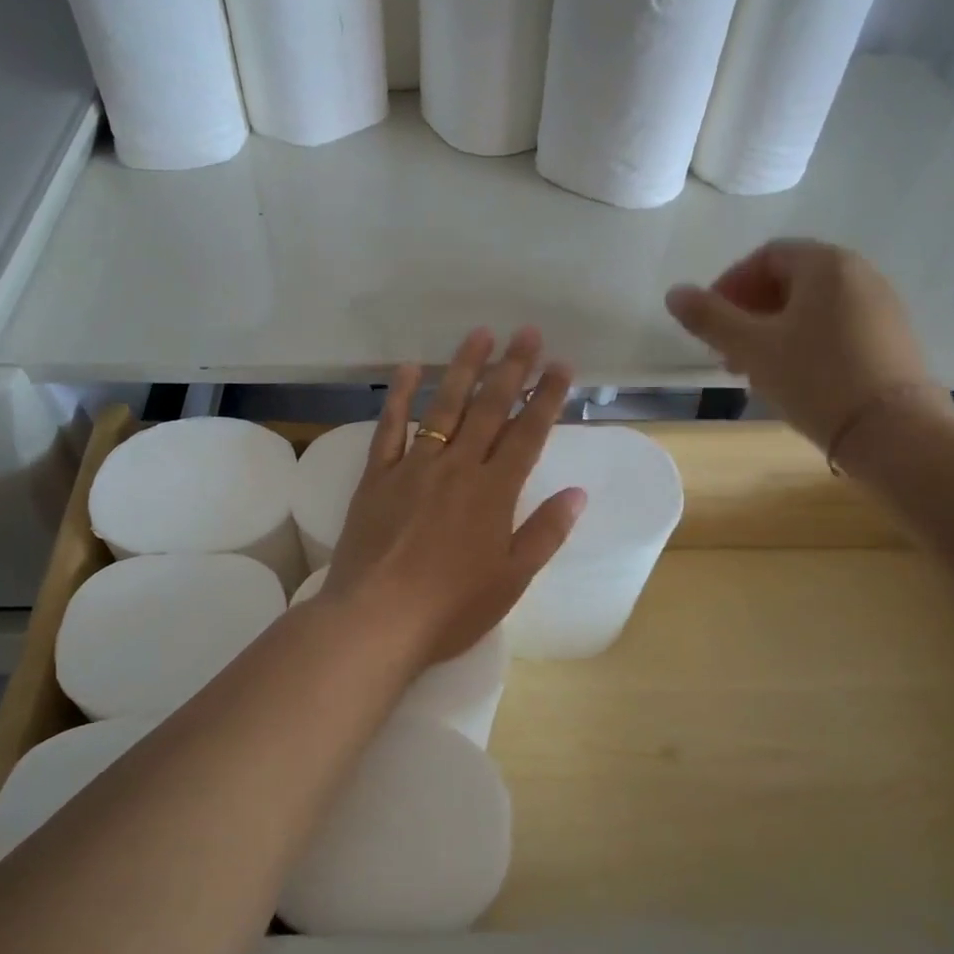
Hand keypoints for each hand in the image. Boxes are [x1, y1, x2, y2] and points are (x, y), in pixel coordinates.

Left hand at [318, 327, 585, 667]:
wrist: (376, 620)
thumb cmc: (451, 608)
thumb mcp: (511, 579)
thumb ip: (545, 532)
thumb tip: (577, 493)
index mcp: (494, 492)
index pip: (527, 434)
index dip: (547, 397)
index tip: (561, 365)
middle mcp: (457, 468)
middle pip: (489, 408)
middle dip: (512, 368)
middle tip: (527, 332)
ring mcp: (414, 467)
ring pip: (444, 408)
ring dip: (463, 368)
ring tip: (479, 334)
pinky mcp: (377, 477)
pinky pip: (390, 428)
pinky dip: (400, 396)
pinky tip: (409, 369)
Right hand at [665, 240, 942, 453]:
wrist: (891, 430)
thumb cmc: (815, 378)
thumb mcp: (751, 348)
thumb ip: (709, 318)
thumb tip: (674, 293)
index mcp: (825, 264)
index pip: (765, 257)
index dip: (729, 286)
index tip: (709, 325)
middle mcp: (858, 273)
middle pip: (789, 280)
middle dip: (749, 313)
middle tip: (727, 352)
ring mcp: (879, 305)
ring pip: (810, 307)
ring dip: (772, 331)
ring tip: (754, 370)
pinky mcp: (889, 337)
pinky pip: (834, 326)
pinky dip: (803, 342)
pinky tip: (791, 378)